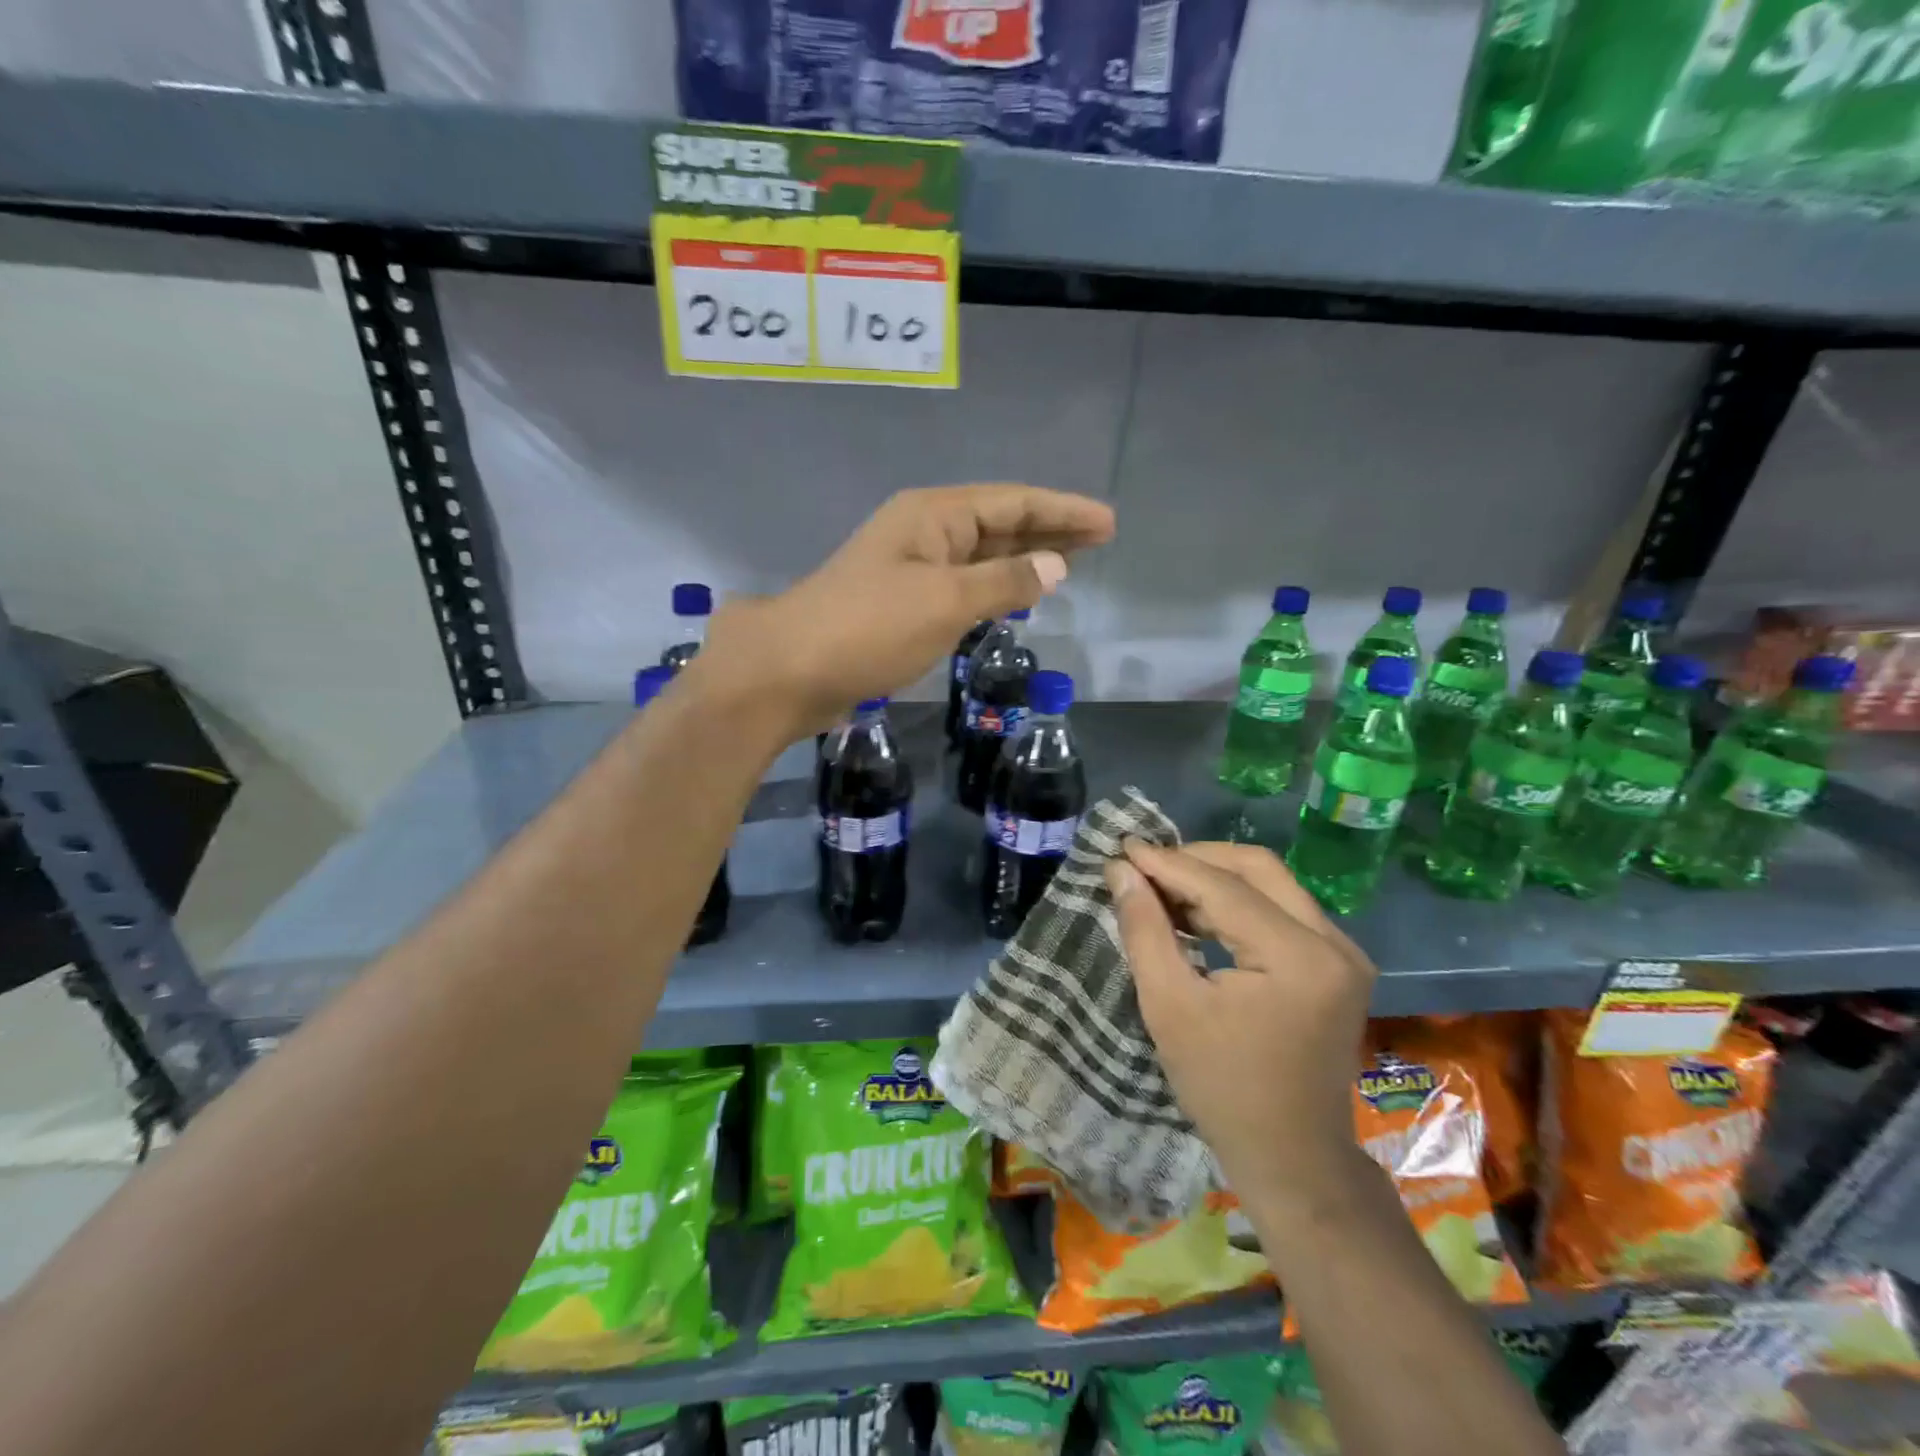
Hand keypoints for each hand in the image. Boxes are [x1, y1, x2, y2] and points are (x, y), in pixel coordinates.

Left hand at [702, 484, 1113, 733]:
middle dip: (1049, 530)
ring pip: (980, 554)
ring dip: (1023, 557)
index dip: (1063, 511)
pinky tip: (1013, 594)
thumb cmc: (869, 628)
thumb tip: (1054, 566)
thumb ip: (1003, 582)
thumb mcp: (945, 601)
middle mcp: (923, 531)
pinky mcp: (901, 602)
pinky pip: (963, 582)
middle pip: (999, 522)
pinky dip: (994, 586)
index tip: (1108, 523)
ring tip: (1069, 562)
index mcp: (933, 515)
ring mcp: (910, 567)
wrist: (789, 670)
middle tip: (1099, 540)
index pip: (1013, 503)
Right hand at [1105, 841, 1374, 1202]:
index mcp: (1298, 957)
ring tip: (1162, 889)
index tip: (1123, 847)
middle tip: (1145, 866)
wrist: (1291, 1158)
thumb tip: (1122, 870)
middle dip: (1196, 860)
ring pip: (1273, 885)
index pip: (1224, 887)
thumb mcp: (1169, 1006)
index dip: (1168, 863)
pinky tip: (1198, 915)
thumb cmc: (1222, 1087)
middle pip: (1258, 869)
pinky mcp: (1339, 966)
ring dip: (1216, 880)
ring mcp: (1344, 953)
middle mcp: (1334, 943)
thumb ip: (1145, 929)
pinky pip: (1284, 911)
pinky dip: (1239, 905)